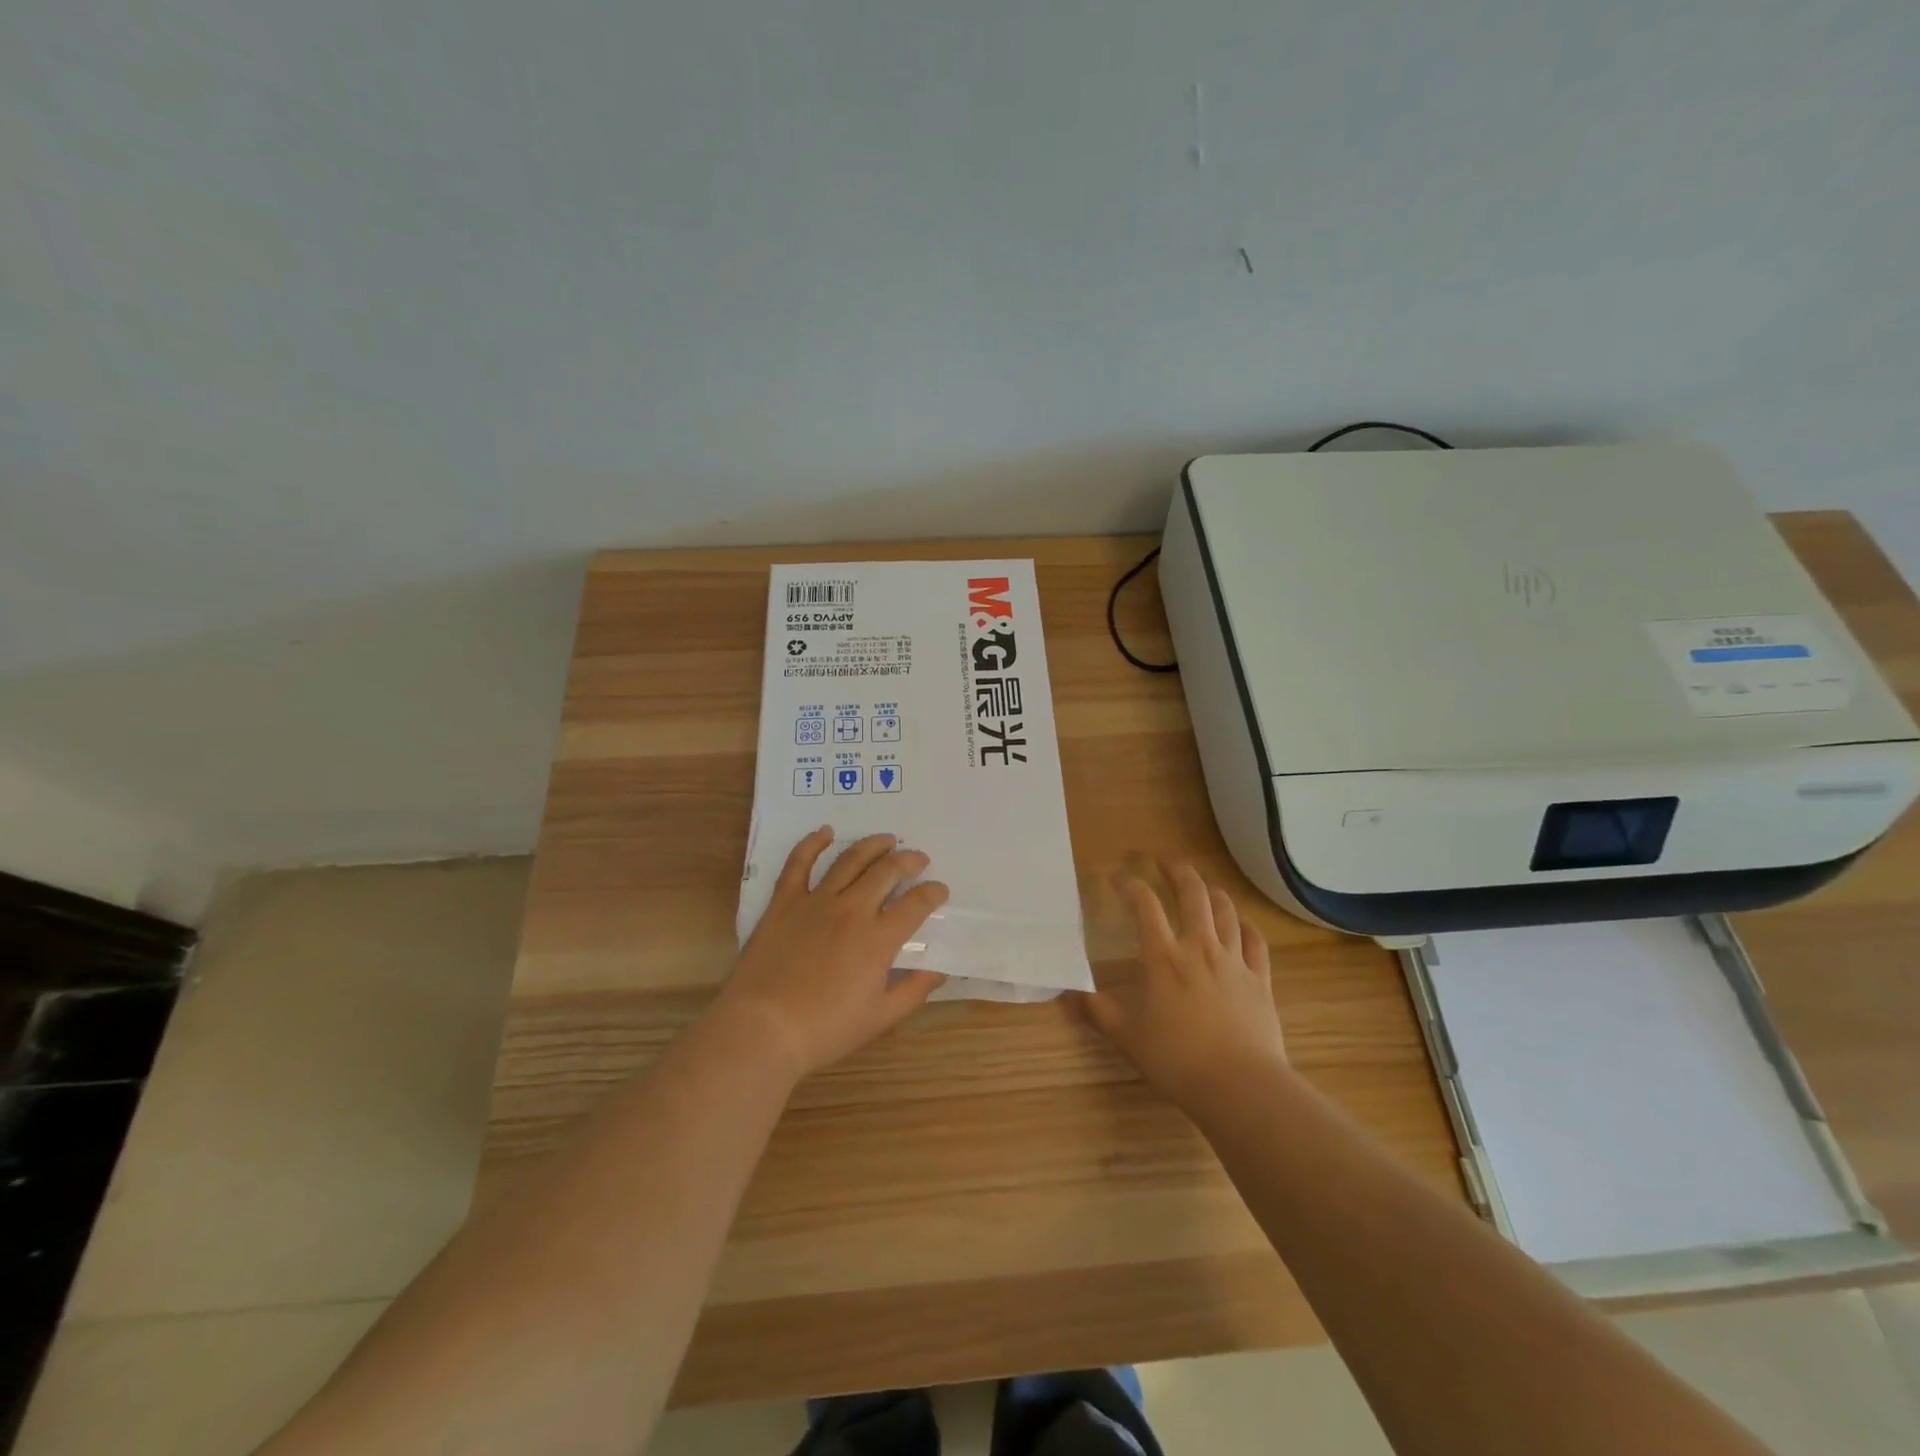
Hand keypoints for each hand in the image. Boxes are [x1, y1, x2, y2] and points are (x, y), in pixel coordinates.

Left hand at [714, 827, 948, 1082]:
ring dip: (873, 845)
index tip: (939, 890)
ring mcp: (816, 901)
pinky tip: (825, 832)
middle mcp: (852, 910)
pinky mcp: (784, 902)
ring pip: (850, 860)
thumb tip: (939, 971)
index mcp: (878, 939)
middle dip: (909, 860)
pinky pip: (799, 863)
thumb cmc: (824, 1030)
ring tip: (887, 839)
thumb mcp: (879, 1018)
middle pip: (887, 871)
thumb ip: (913, 991)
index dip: (933, 893)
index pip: (916, 904)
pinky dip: (813, 843)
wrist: (762, 1029)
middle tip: (918, 859)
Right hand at [1071, 863, 1286, 1113]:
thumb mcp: (1126, 1036)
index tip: (1118, 877)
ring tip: (1202, 884)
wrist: (1239, 1085)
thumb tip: (1065, 994)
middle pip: (1192, 894)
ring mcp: (1233, 960)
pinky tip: (1241, 923)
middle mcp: (1199, 947)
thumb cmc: (1175, 1058)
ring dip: (1212, 891)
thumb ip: (1096, 1011)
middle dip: (1177, 870)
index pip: (1144, 905)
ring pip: (1226, 911)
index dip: (1130, 884)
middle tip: (1165, 860)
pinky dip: (1246, 925)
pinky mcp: (1259, 979)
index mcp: (1162, 956)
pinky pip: (1255, 941)